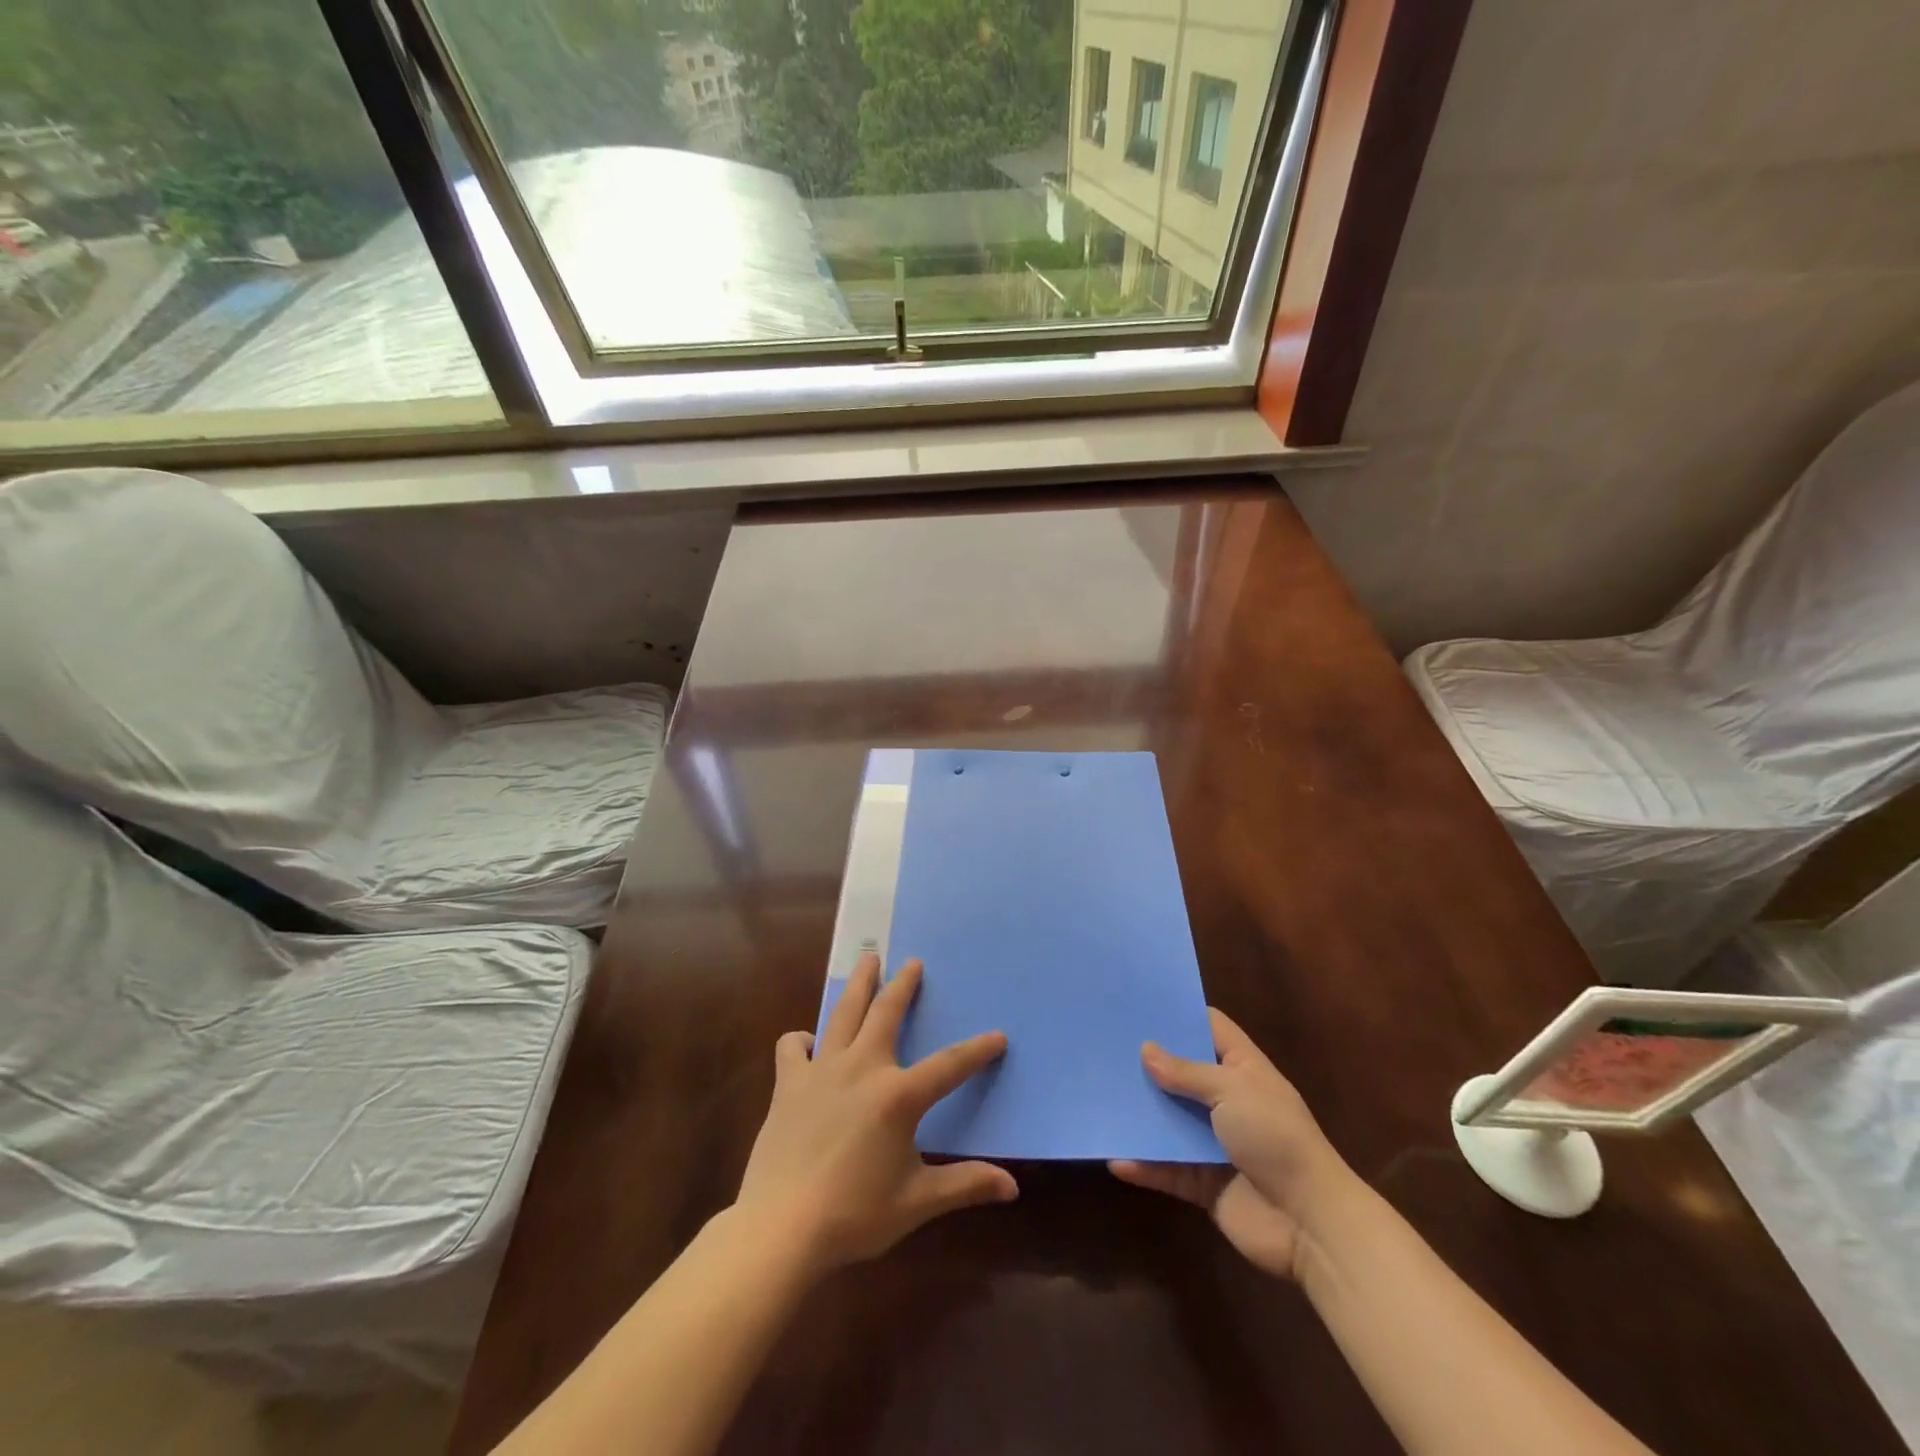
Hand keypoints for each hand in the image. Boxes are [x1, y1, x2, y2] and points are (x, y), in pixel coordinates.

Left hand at [734, 953, 1016, 1274]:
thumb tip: (1012, 1187)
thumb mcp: (917, 1202)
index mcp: (898, 1095)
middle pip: (886, 1013)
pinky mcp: (788, 1084)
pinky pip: (793, 1047)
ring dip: (859, 984)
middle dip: (904, 985)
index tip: (998, 1036)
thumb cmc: (854, 1215)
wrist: (781, 1228)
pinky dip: (802, 1040)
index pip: (949, 1066)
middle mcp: (862, 1068)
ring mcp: (822, 1071)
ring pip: (844, 1014)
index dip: (977, 1051)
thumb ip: (965, 1185)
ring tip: (868, 960)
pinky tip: (809, 1043)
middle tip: (913, 962)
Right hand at [1111, 1008, 1358, 1280]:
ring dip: (1141, 1114)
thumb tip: (1145, 1050)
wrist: (1309, 1224)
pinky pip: (1167, 1168)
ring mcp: (1215, 1142)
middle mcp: (1227, 1100)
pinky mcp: (1204, 1182)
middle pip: (1182, 1073)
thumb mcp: (1231, 1090)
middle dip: (1148, 1063)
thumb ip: (1186, 1072)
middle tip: (1104, 1045)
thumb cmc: (1275, 1138)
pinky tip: (1115, 1158)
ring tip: (1099, 1096)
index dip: (1180, 1013)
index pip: (1210, 1028)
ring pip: (1169, 1120)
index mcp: (1243, 1068)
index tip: (1139, 1003)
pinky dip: (1144, 1165)